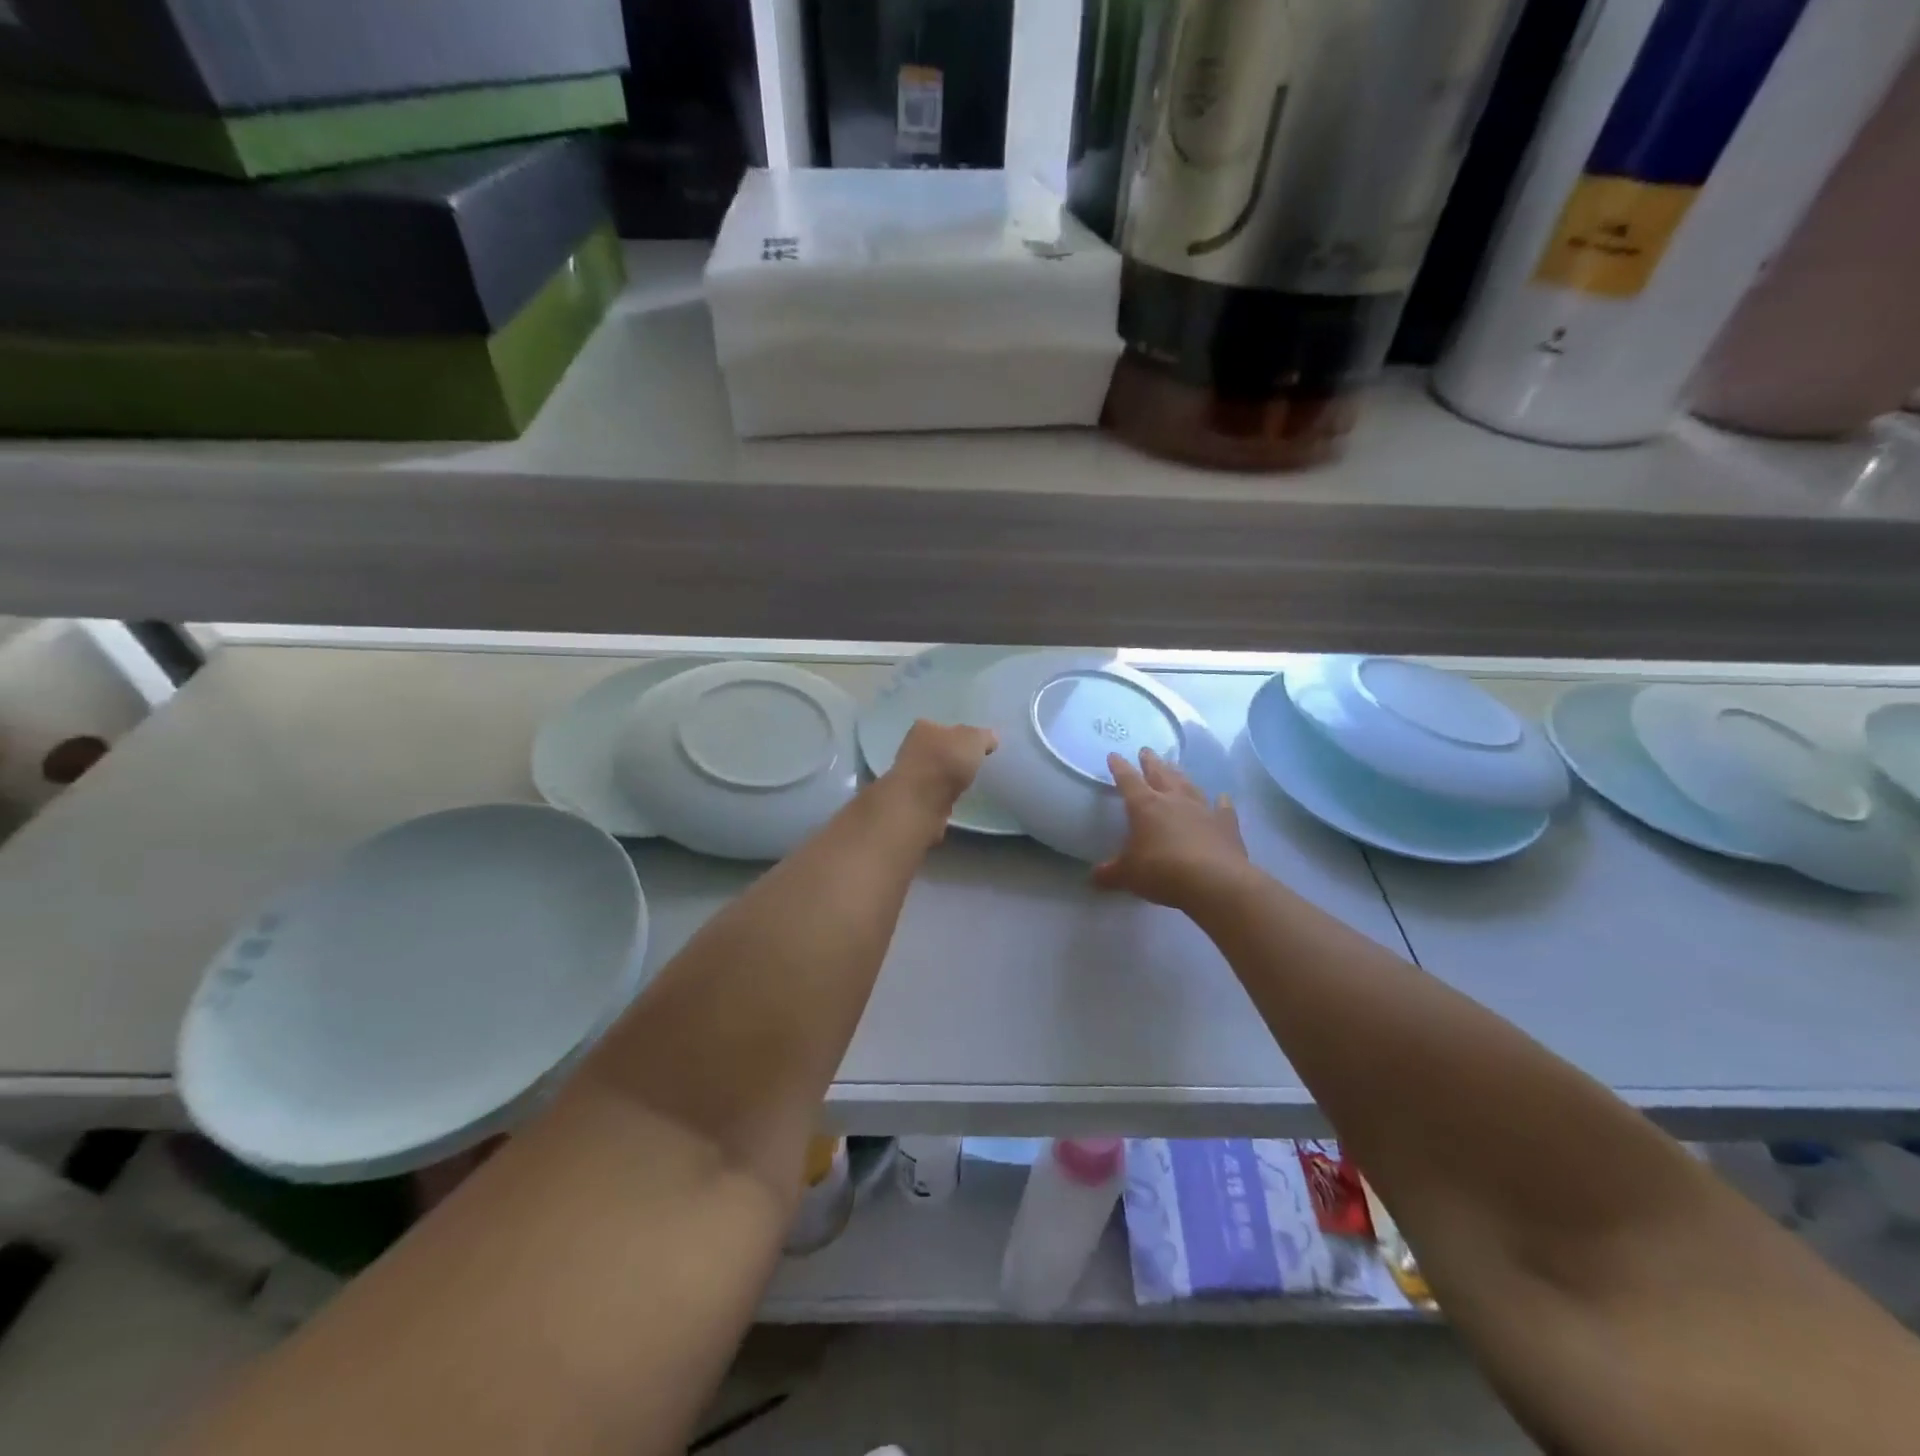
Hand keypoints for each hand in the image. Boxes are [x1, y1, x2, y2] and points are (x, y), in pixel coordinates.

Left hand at [880, 720, 996, 833]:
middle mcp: (911, 747)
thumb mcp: (973, 740)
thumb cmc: (945, 762)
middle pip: (937, 748)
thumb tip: (990, 738)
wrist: (921, 803)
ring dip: (946, 777)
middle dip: (952, 756)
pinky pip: (933, 792)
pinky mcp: (912, 799)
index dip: (959, 734)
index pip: (943, 726)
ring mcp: (909, 774)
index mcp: (923, 727)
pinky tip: (954, 798)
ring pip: (934, 771)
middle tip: (973, 764)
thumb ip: (983, 737)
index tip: (974, 746)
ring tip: (966, 783)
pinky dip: (943, 794)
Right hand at [1094, 747, 1251, 911]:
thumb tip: (1094, 876)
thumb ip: (1110, 873)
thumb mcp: (1128, 875)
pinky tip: (1222, 798)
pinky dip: (1221, 802)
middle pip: (1160, 774)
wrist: (1215, 882)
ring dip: (1180, 775)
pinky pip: (1223, 808)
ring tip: (1175, 767)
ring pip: (1189, 785)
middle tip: (1146, 750)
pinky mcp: (1226, 824)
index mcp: (1145, 806)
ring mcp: (1203, 809)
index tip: (1114, 755)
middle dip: (1151, 762)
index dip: (1119, 767)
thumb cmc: (1162, 872)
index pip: (1128, 780)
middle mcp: (1174, 800)